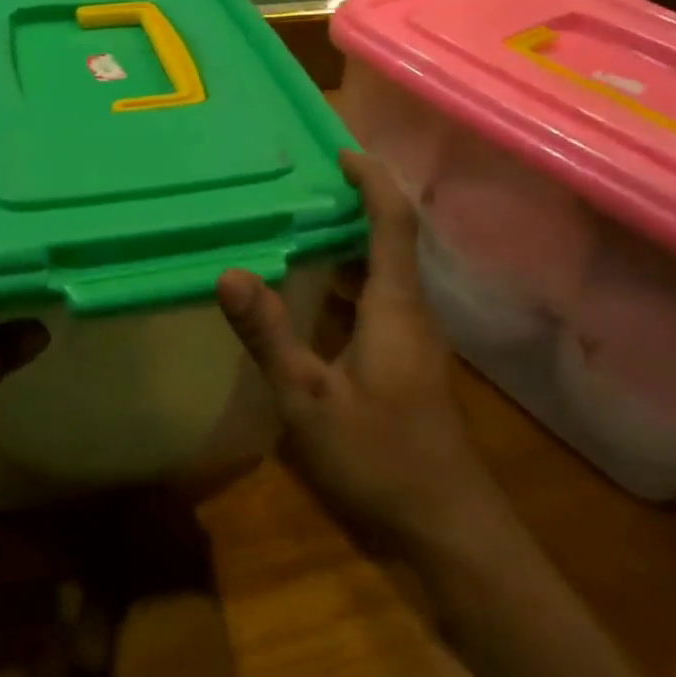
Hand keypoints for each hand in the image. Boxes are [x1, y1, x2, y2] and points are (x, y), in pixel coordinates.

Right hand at [216, 151, 497, 551]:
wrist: (447, 525)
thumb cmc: (380, 456)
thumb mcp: (309, 399)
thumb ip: (270, 335)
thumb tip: (229, 273)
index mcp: (394, 304)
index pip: (391, 221)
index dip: (371, 179)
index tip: (338, 150)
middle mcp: (409, 308)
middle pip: (390, 235)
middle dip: (355, 200)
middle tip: (303, 180)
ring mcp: (411, 334)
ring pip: (384, 266)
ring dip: (350, 237)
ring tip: (299, 219)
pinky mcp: (406, 356)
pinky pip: (379, 294)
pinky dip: (349, 274)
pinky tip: (314, 287)